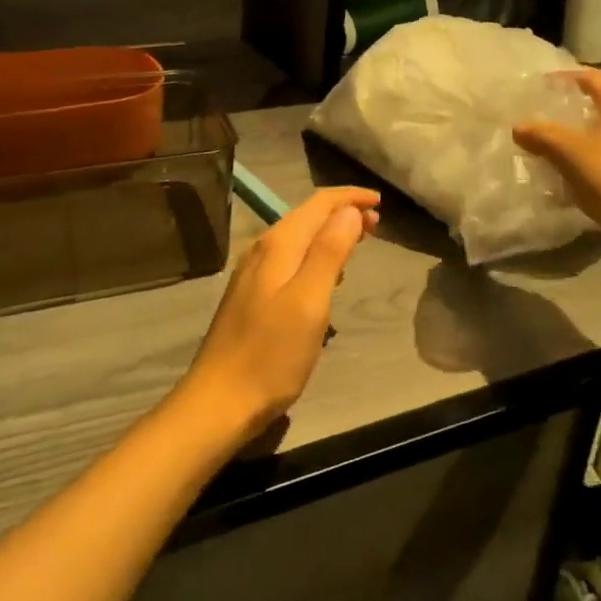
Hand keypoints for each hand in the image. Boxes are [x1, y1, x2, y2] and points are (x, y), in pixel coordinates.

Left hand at [176, 187, 380, 442]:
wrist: (219, 402)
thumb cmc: (271, 354)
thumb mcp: (309, 301)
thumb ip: (329, 251)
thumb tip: (349, 211)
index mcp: (278, 245)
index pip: (319, 204)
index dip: (350, 198)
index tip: (381, 201)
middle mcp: (263, 251)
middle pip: (307, 217)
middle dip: (343, 213)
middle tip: (378, 224)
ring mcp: (254, 274)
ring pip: (299, 238)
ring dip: (330, 234)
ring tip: (359, 244)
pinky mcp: (252, 296)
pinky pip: (290, 260)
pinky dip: (315, 256)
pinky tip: (327, 277)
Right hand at [514, 70, 600, 257]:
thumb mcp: (567, 153)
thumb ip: (541, 135)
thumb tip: (518, 127)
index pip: (592, 76)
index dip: (564, 78)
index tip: (541, 85)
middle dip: (578, 103)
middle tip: (550, 110)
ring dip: (590, 129)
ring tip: (562, 139)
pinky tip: (584, 165)